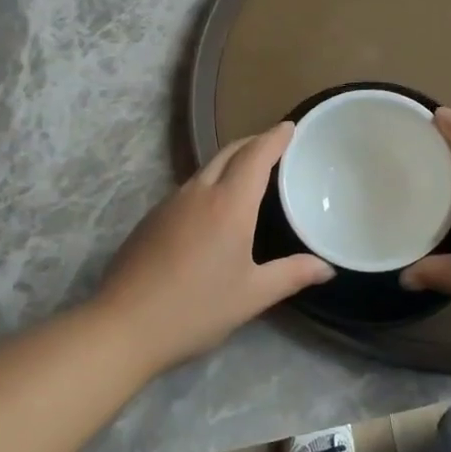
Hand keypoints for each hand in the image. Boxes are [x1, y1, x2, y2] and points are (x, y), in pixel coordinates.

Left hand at [93, 123, 332, 368]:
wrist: (123, 325)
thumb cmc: (196, 308)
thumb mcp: (252, 295)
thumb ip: (292, 275)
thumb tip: (328, 268)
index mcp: (229, 204)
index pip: (256, 155)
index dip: (275, 137)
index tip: (290, 126)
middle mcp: (199, 192)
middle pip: (229, 152)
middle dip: (254, 142)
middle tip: (276, 144)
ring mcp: (170, 203)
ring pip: (206, 167)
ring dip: (231, 160)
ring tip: (250, 171)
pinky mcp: (152, 218)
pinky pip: (190, 186)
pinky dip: (211, 180)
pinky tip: (215, 205)